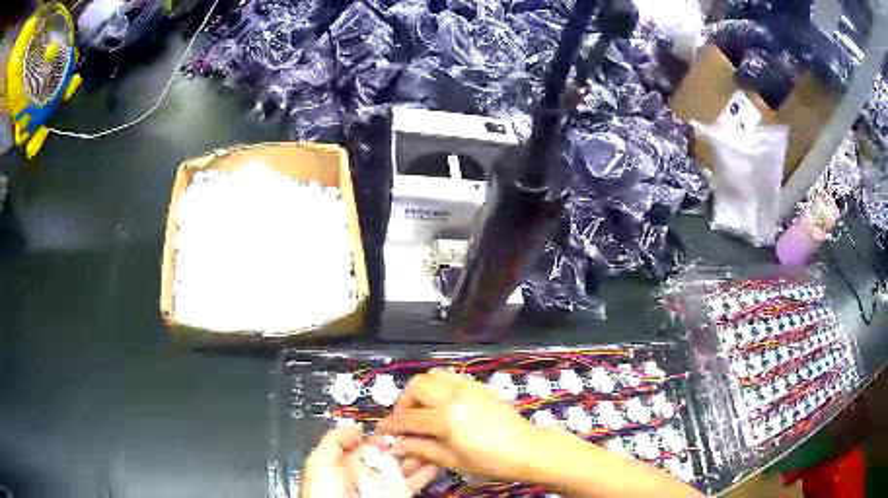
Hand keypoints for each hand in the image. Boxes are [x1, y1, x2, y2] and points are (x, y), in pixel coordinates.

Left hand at [300, 424, 438, 497]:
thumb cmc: (323, 493)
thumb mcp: (320, 462)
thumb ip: (335, 440)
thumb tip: (356, 425)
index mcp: (345, 462)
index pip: (367, 442)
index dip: (383, 430)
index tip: (400, 417)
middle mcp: (366, 473)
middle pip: (389, 453)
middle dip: (405, 441)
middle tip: (421, 429)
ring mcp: (382, 486)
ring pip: (404, 467)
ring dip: (418, 455)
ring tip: (433, 443)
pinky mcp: (396, 497)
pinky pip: (413, 485)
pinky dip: (425, 475)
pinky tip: (435, 464)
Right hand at [377, 370, 540, 481]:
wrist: (525, 448)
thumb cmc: (488, 460)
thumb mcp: (451, 460)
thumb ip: (421, 449)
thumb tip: (398, 445)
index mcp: (444, 417)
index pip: (407, 418)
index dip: (391, 425)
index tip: (383, 431)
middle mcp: (452, 395)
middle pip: (416, 387)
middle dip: (404, 402)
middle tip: (406, 419)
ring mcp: (468, 387)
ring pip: (433, 376)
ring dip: (421, 390)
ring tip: (423, 409)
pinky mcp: (479, 386)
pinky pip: (451, 378)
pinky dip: (439, 386)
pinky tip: (443, 405)